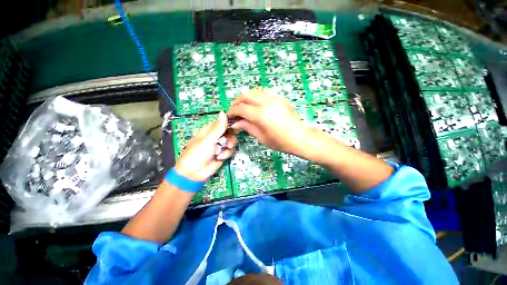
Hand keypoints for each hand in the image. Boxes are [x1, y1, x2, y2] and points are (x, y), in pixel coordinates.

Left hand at [174, 111, 236, 181]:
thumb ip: (218, 128)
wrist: (194, 173)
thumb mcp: (208, 140)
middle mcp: (216, 136)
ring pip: (231, 141)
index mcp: (210, 130)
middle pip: (230, 132)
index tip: (236, 127)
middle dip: (231, 138)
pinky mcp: (223, 153)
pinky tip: (220, 157)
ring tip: (222, 152)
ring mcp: (220, 145)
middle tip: (229, 143)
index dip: (230, 124)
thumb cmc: (197, 153)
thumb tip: (223, 112)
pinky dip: (226, 154)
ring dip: (229, 147)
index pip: (223, 122)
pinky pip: (230, 150)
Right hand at [227, 89, 307, 154]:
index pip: (241, 108)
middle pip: (245, 95)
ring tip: (245, 107)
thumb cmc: (280, 142)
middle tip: (235, 110)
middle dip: (237, 101)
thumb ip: (247, 127)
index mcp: (261, 115)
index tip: (230, 116)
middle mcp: (267, 102)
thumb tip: (235, 123)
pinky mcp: (280, 97)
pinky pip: (264, 92)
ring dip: (247, 97)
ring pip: (254, 91)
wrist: (299, 137)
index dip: (232, 112)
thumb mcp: (261, 137)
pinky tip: (256, 104)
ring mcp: (275, 98)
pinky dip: (257, 96)